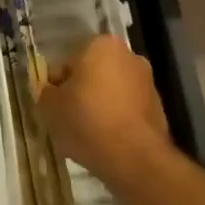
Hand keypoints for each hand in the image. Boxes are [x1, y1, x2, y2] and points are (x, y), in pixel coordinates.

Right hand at [37, 34, 172, 189]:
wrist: (135, 159)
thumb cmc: (87, 121)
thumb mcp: (50, 107)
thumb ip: (46, 93)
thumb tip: (51, 92)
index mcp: (101, 45)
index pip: (69, 62)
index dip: (58, 86)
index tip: (55, 107)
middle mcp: (128, 56)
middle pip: (93, 74)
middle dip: (82, 93)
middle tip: (69, 119)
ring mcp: (147, 82)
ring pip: (112, 92)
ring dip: (100, 107)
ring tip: (88, 135)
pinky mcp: (159, 108)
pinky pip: (127, 110)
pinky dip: (117, 121)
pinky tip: (107, 143)